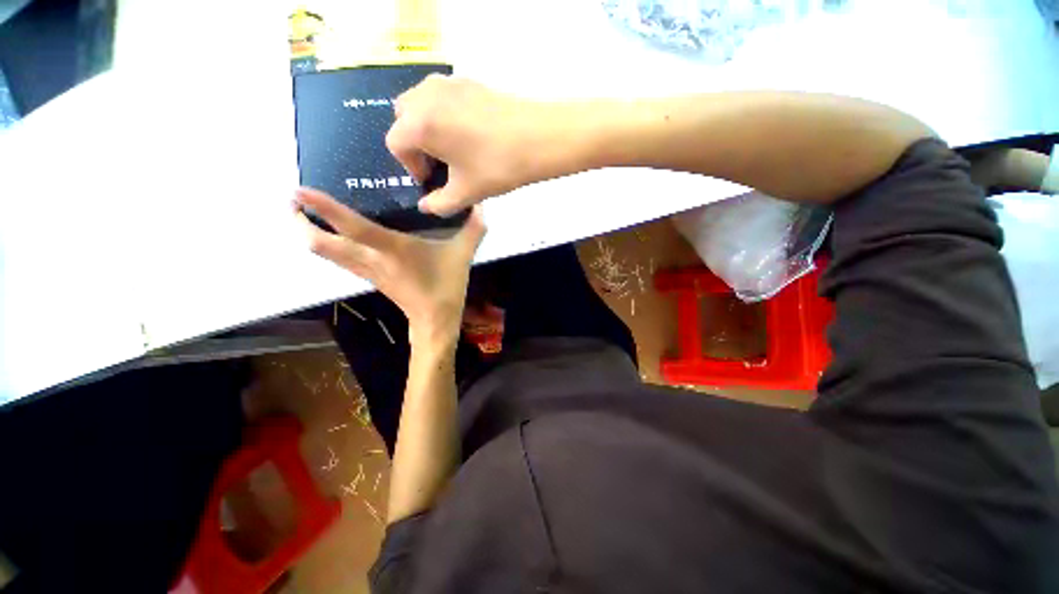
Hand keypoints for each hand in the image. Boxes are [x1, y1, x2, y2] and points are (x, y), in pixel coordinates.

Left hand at [295, 188, 485, 346]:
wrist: (435, 321)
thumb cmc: (446, 287)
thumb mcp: (463, 255)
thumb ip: (473, 228)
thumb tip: (481, 205)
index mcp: (392, 249)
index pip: (352, 227)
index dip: (323, 209)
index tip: (298, 190)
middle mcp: (371, 259)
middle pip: (320, 245)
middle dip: (299, 222)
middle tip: (292, 199)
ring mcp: (366, 270)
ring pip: (324, 254)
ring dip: (308, 233)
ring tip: (303, 213)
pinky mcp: (368, 277)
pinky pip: (338, 259)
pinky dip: (327, 245)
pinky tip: (333, 235)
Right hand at [386, 75, 553, 216]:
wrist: (538, 138)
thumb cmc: (496, 167)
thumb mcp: (465, 193)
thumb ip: (439, 204)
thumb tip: (426, 207)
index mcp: (418, 123)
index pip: (396, 144)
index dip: (410, 167)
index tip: (432, 180)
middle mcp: (425, 95)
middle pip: (403, 119)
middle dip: (415, 144)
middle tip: (439, 163)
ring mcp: (448, 83)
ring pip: (422, 104)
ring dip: (428, 127)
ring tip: (453, 149)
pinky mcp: (468, 80)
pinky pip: (443, 97)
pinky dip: (445, 115)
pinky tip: (469, 134)